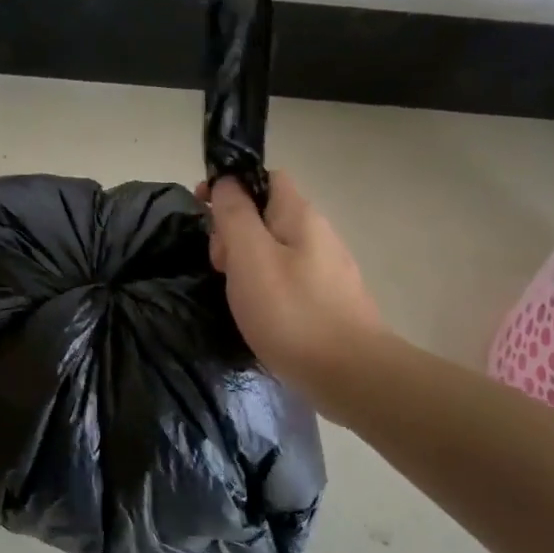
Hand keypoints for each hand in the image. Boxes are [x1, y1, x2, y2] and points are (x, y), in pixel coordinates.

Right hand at [197, 169, 381, 395]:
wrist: (350, 374)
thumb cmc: (292, 312)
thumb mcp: (251, 257)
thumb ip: (235, 216)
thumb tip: (227, 182)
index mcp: (300, 216)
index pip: (266, 178)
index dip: (232, 186)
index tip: (203, 210)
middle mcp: (319, 235)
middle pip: (267, 215)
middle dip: (234, 232)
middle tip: (219, 266)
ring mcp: (328, 270)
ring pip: (276, 250)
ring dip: (246, 263)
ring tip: (234, 295)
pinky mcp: (329, 301)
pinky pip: (288, 279)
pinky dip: (265, 287)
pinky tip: (258, 313)